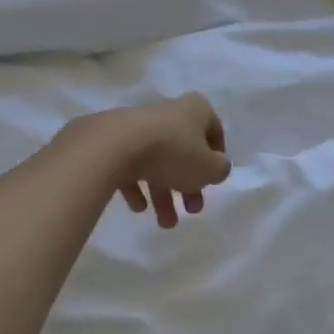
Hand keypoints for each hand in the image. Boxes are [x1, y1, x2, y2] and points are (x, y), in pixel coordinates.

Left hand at [97, 93, 231, 228]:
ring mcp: (139, 125)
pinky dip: (137, 186)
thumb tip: (215, 168)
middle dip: (189, 185)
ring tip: (164, 223)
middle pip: (184, 150)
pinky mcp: (113, 140)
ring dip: (164, 194)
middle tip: (191, 210)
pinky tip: (138, 207)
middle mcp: (168, 112)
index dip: (216, 158)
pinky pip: (131, 165)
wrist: (114, 146)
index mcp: (195, 110)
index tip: (212, 181)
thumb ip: (220, 170)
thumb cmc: (173, 152)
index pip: (213, 130)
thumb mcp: (210, 168)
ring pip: (158, 161)